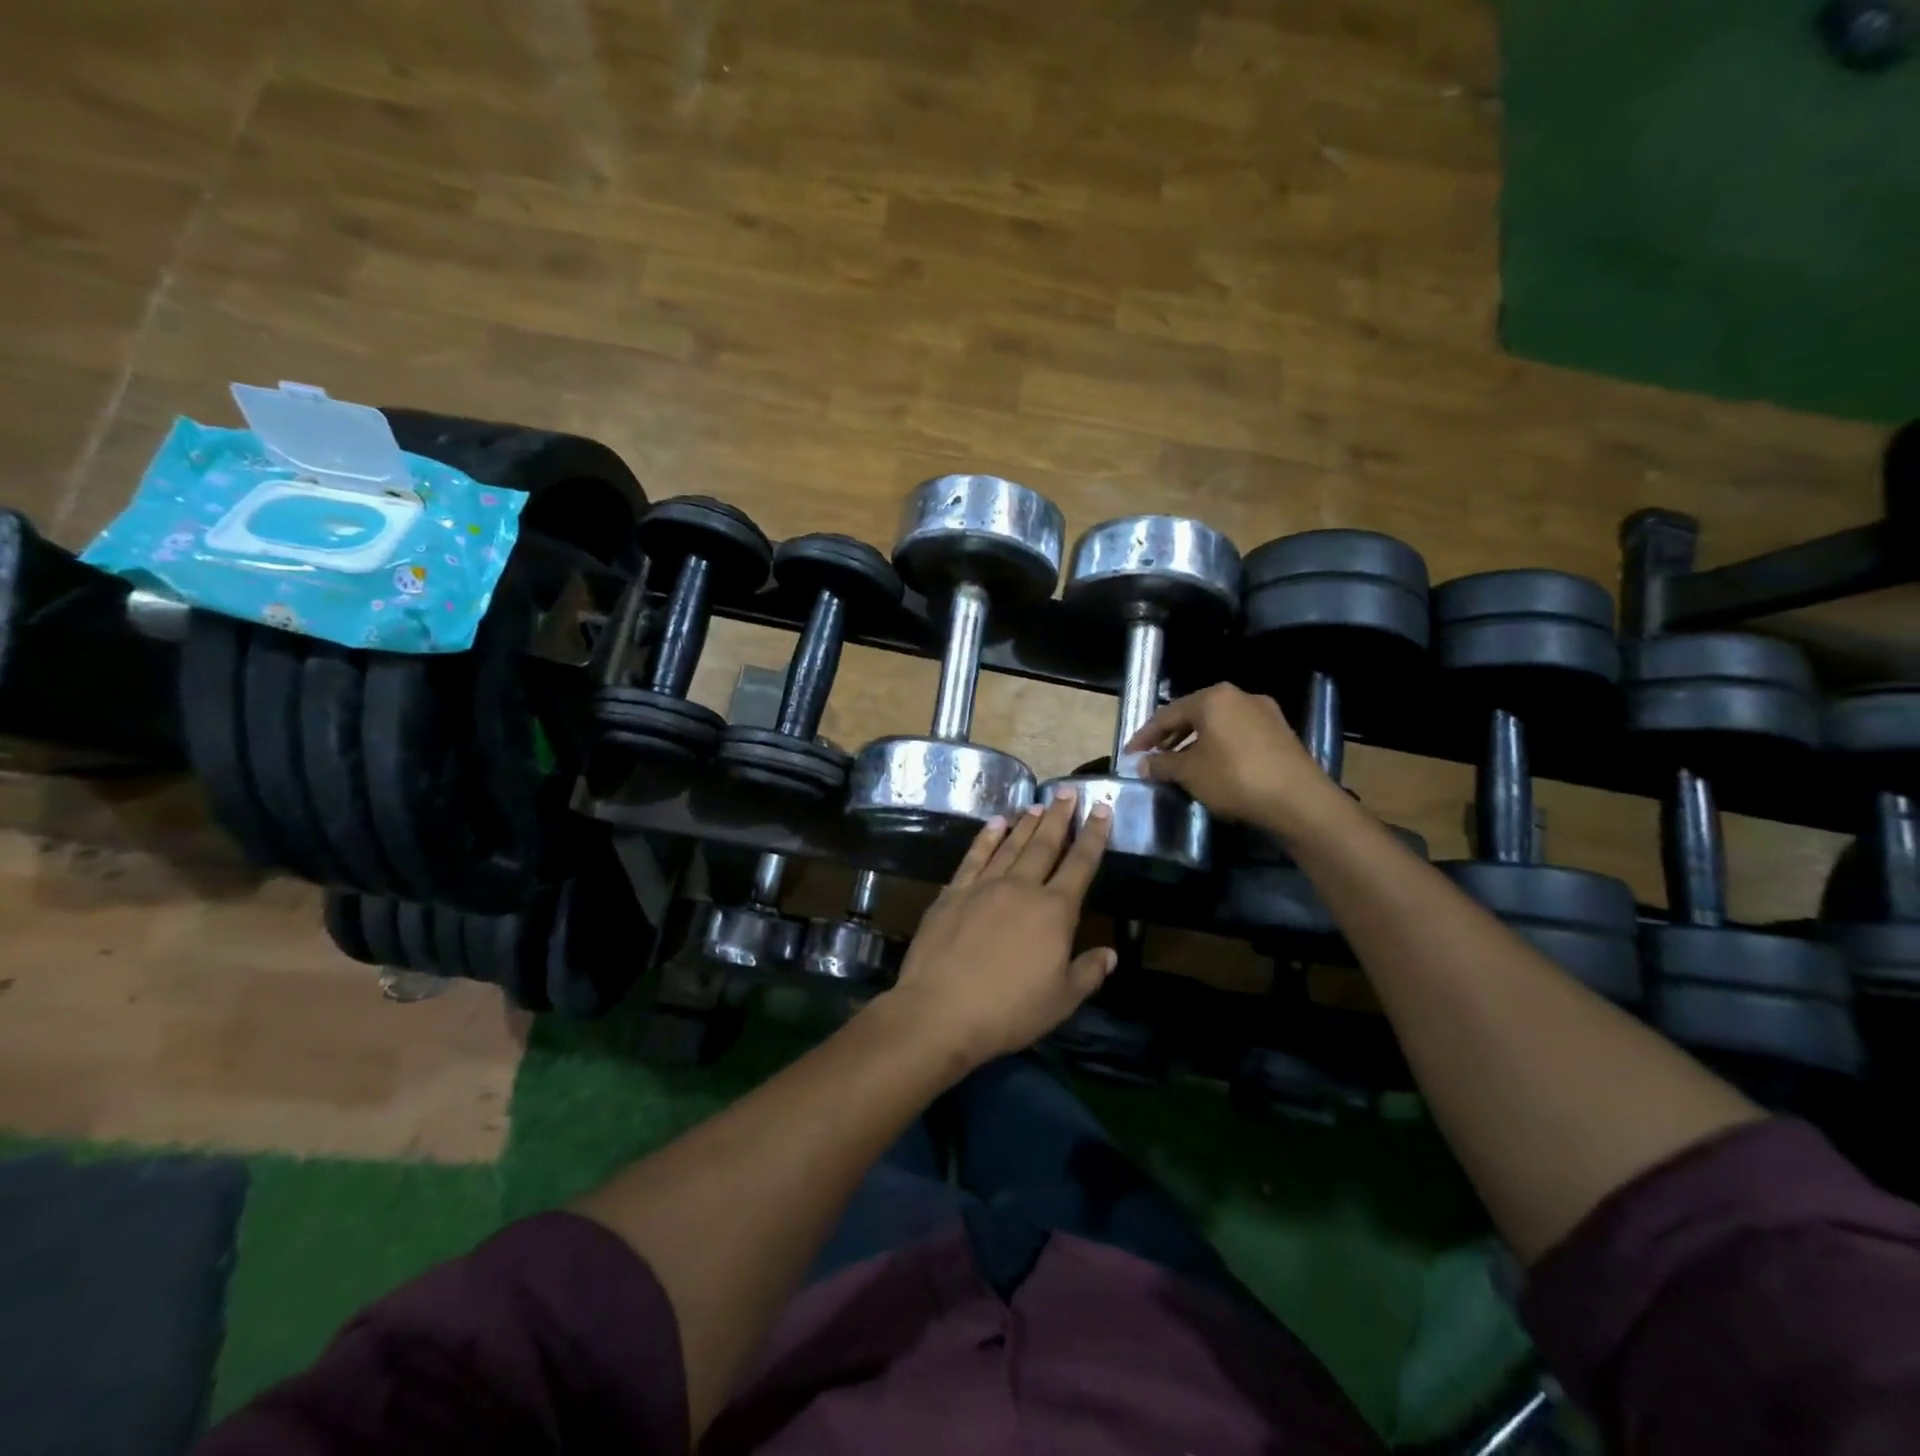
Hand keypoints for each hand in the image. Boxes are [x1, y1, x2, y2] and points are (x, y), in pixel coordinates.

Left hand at [882, 788, 1113, 1070]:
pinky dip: (985, 839)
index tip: (1102, 809)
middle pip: (1045, 845)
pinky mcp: (953, 893)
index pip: (1080, 865)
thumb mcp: (1060, 1001)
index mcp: (1054, 911)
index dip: (1094, 836)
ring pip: (1011, 845)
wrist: (941, 1010)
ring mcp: (984, 887)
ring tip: (1038, 805)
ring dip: (1026, 824)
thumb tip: (1110, 954)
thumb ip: (1087, 973)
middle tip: (1067, 792)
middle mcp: (1021, 888)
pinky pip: (974, 857)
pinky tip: (994, 824)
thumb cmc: (1008, 1011)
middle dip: (1059, 817)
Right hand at [1125, 683, 1344, 834]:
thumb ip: (1162, 764)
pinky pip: (1238, 735)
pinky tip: (1213, 767)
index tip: (1130, 754)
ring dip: (1195, 742)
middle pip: (1194, 715)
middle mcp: (1239, 696)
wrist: (1299, 801)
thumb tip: (1143, 764)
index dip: (1145, 736)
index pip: (1167, 713)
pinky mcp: (1281, 733)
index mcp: (1213, 698)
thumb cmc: (1235, 778)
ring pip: (1218, 725)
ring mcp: (1265, 713)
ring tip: (1181, 764)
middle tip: (1153, 757)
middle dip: (1171, 736)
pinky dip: (1219, 747)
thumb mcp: (1189, 773)